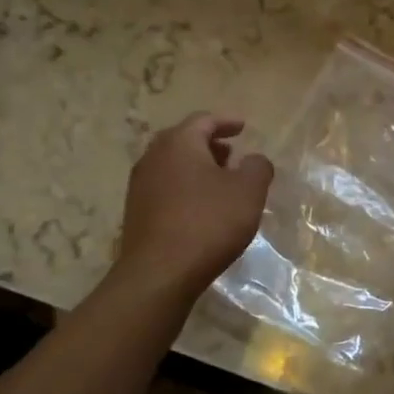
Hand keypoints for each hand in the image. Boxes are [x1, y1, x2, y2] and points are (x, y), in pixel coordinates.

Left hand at [114, 113, 274, 300]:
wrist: (159, 273)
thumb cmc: (208, 223)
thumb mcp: (248, 192)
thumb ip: (257, 168)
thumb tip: (253, 160)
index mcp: (179, 143)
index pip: (203, 120)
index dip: (226, 121)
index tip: (243, 127)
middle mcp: (154, 157)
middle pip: (183, 140)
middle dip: (209, 144)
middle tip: (231, 154)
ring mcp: (140, 185)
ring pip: (172, 165)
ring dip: (197, 167)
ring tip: (220, 182)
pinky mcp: (136, 212)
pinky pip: (165, 187)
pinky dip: (185, 187)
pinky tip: (201, 208)